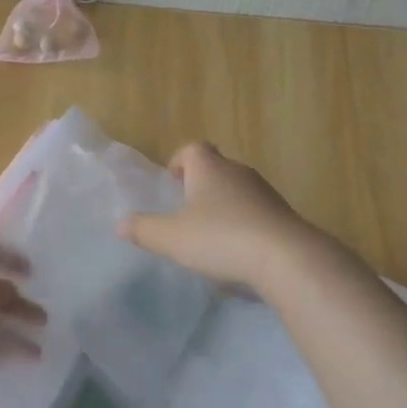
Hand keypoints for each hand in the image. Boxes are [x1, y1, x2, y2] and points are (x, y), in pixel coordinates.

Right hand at [121, 142, 318, 290]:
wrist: (285, 258)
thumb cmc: (220, 239)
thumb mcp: (171, 238)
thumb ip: (144, 230)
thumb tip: (121, 223)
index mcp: (209, 168)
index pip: (193, 149)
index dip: (180, 161)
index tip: (172, 181)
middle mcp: (239, 172)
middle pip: (217, 168)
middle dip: (201, 185)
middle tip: (186, 210)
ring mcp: (265, 193)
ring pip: (238, 190)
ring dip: (223, 205)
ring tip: (210, 233)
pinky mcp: (283, 216)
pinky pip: (256, 213)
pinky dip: (244, 224)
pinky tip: (236, 251)